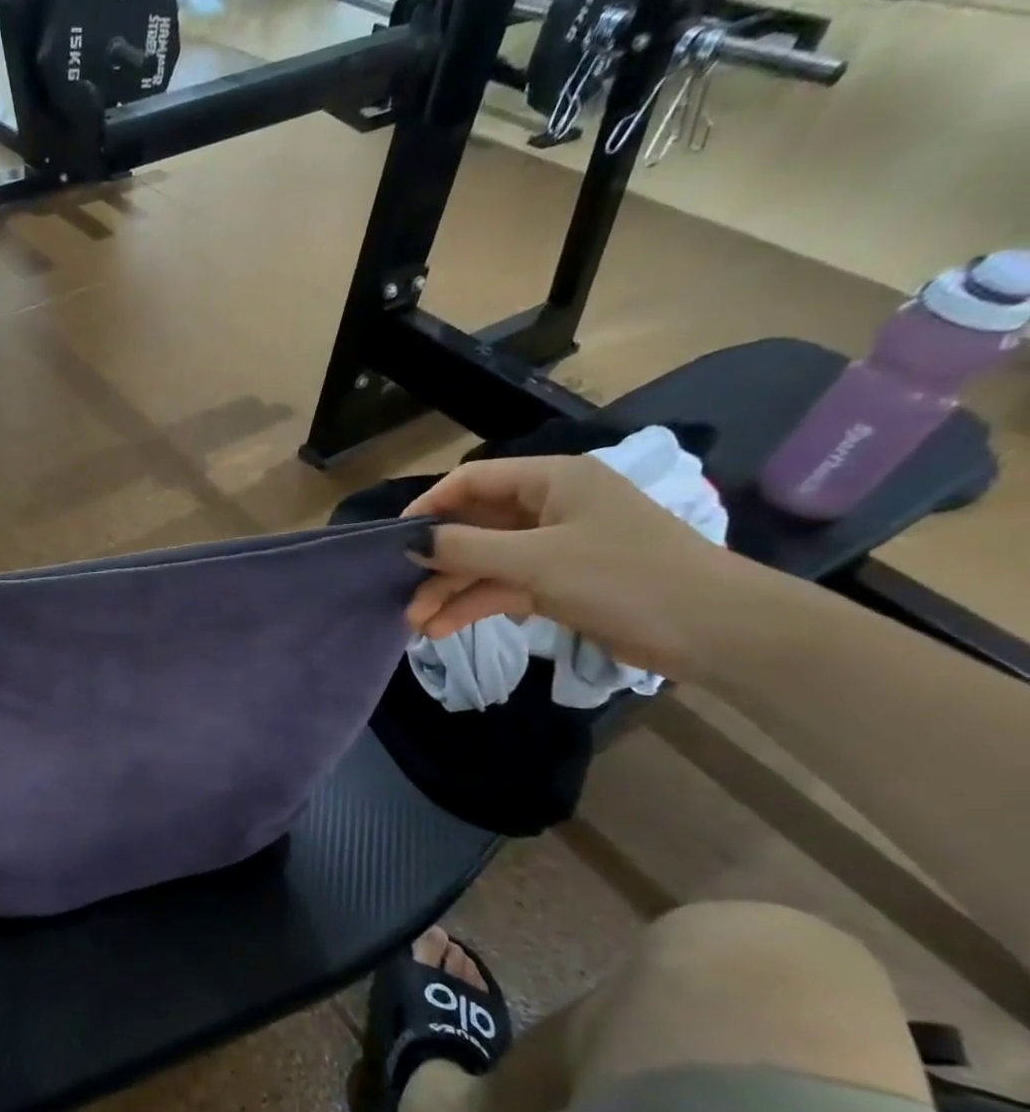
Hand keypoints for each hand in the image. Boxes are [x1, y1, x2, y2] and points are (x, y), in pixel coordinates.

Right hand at [404, 455, 742, 679]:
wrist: (717, 631)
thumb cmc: (625, 577)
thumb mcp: (536, 560)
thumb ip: (467, 548)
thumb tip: (412, 541)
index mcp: (552, 480)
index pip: (473, 481)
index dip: (430, 506)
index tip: (394, 540)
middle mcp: (550, 507)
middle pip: (475, 525)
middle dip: (437, 561)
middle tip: (401, 593)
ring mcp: (556, 547)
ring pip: (486, 562)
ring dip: (451, 590)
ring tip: (417, 624)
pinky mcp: (562, 583)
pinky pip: (505, 587)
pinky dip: (476, 605)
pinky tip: (445, 628)